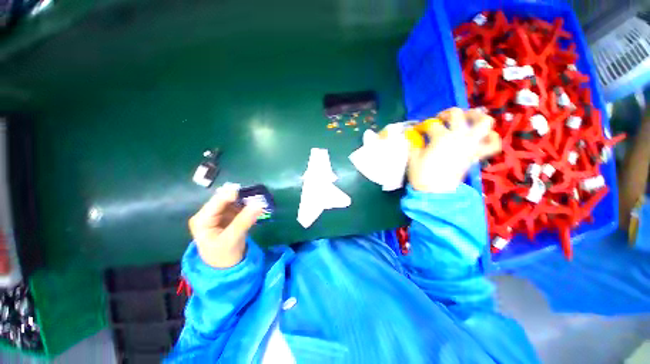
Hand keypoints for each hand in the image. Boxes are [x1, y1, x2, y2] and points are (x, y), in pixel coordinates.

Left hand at [189, 184, 263, 267]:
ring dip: (246, 200)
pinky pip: (239, 206)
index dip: (235, 194)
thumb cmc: (223, 256)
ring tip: (259, 201)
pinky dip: (248, 205)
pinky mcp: (228, 215)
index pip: (218, 201)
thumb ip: (244, 221)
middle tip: (258, 197)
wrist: (225, 267)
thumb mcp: (232, 239)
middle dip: (242, 197)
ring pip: (234, 201)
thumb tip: (259, 204)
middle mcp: (209, 213)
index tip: (253, 193)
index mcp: (202, 219)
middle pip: (226, 199)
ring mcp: (219, 214)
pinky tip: (255, 207)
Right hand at [408, 108, 500, 192]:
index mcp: (441, 138)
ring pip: (484, 122)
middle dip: (447, 113)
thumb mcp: (413, 157)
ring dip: (476, 116)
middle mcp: (459, 137)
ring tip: (467, 118)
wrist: (435, 193)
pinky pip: (492, 144)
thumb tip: (413, 134)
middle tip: (441, 119)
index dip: (423, 126)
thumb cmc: (422, 175)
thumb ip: (414, 143)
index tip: (419, 130)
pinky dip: (491, 138)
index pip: (432, 124)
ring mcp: (470, 145)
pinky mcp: (476, 155)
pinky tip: (483, 136)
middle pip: (457, 114)